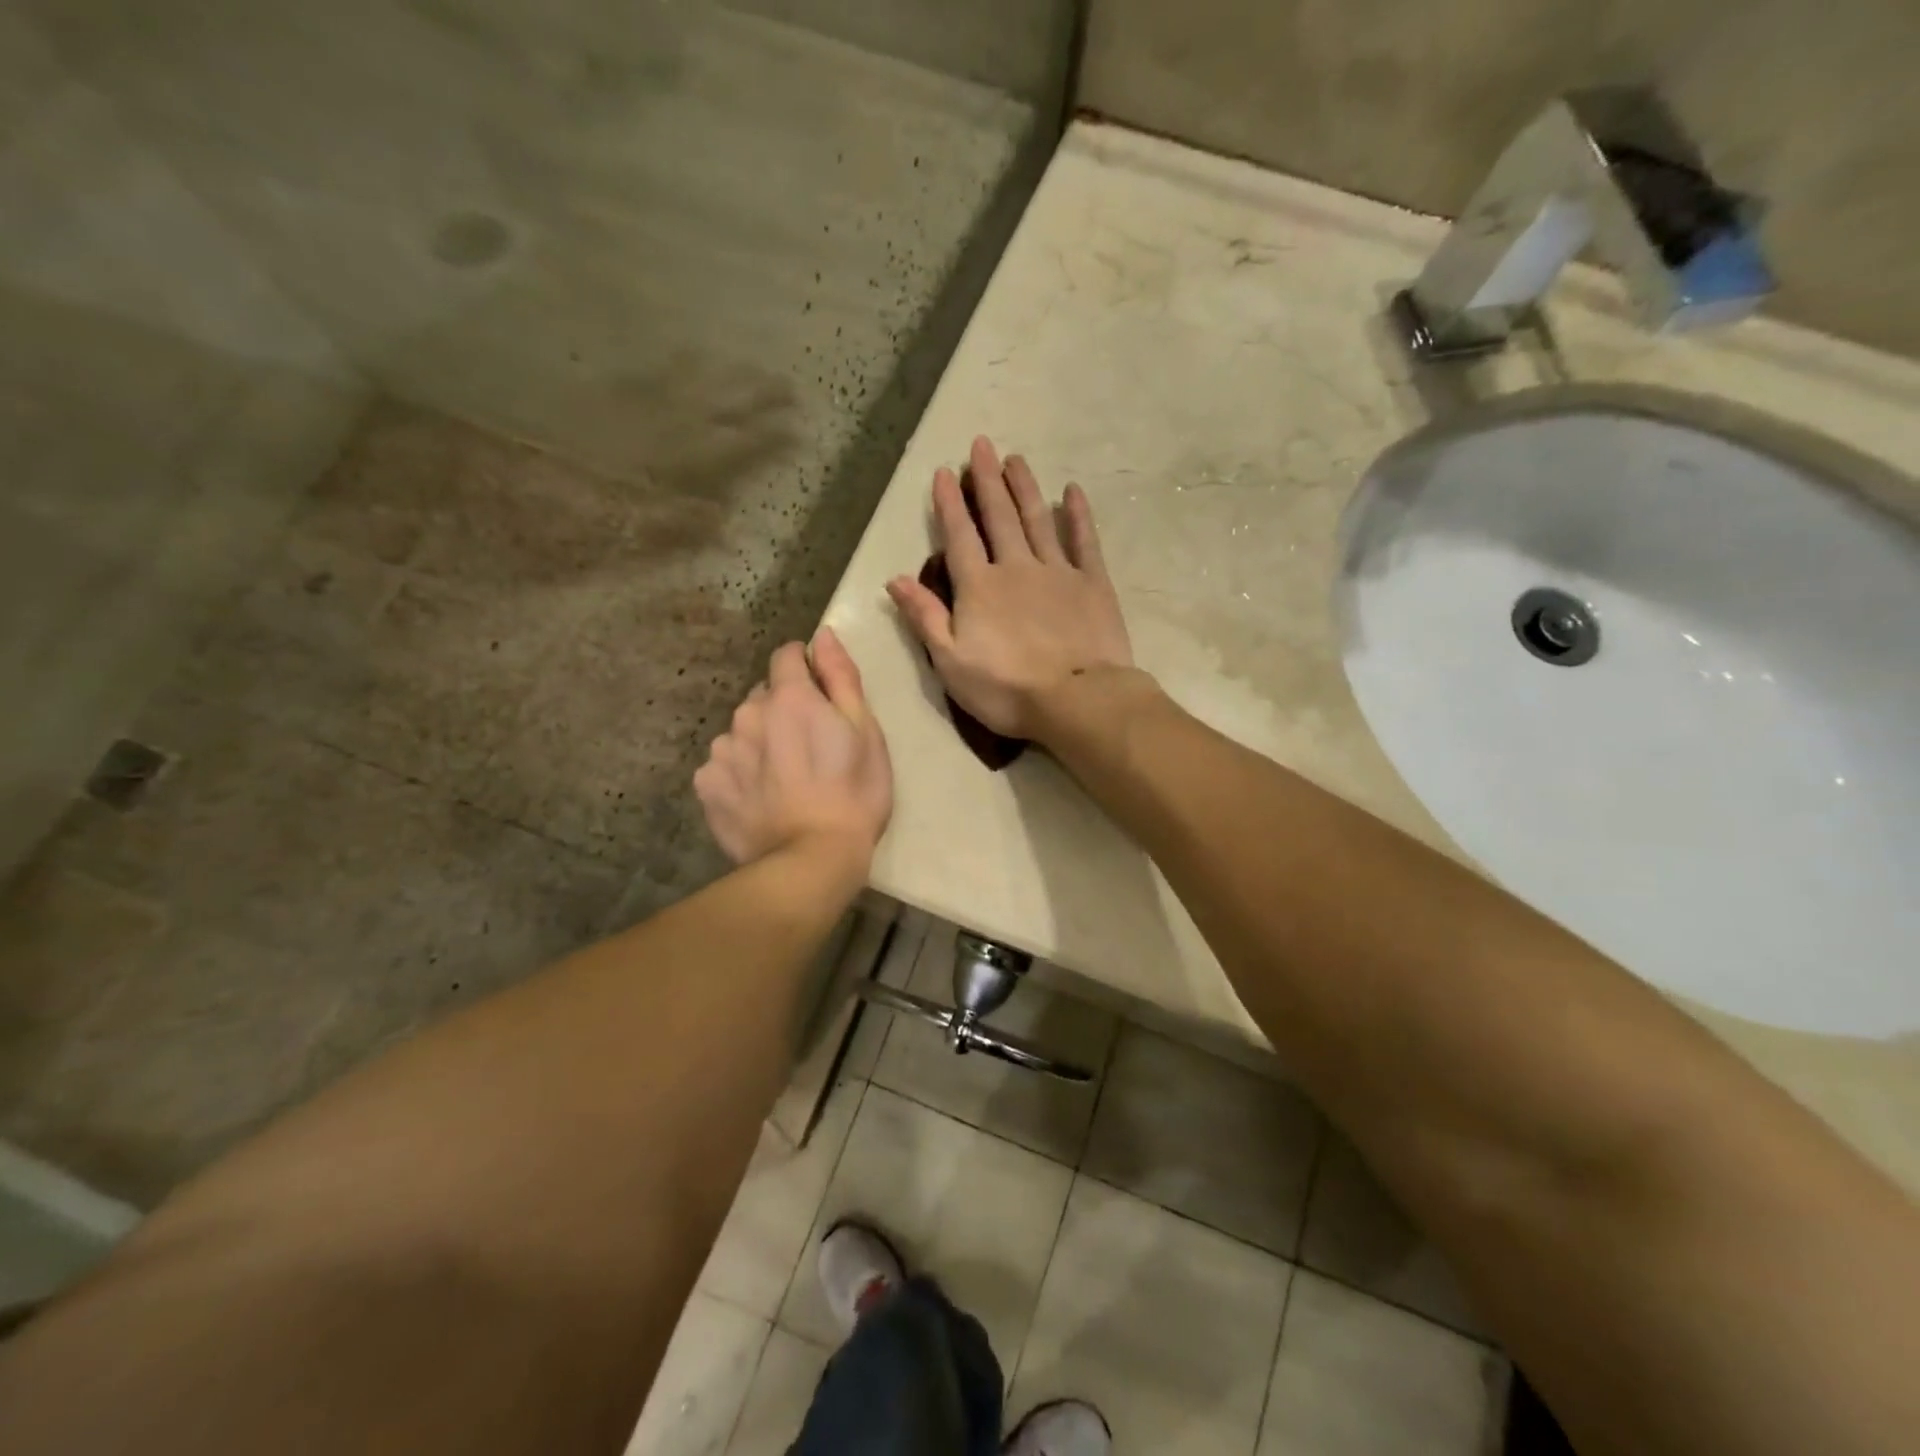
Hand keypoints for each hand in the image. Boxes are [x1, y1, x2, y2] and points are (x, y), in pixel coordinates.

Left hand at [694, 629, 892, 870]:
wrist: (811, 861)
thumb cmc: (853, 794)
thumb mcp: (865, 731)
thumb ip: (841, 676)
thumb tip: (822, 635)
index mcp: (789, 697)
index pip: (786, 655)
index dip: (805, 669)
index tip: (821, 696)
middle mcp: (747, 714)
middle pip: (763, 696)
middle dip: (783, 710)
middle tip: (809, 748)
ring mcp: (722, 751)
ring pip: (742, 731)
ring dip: (759, 742)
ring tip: (783, 779)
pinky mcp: (706, 786)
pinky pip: (723, 765)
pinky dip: (739, 773)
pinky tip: (760, 799)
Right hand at [887, 436, 1132, 739]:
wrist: (1077, 700)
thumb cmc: (1006, 689)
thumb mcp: (950, 662)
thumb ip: (925, 617)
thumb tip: (895, 579)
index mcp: (979, 587)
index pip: (960, 536)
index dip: (949, 504)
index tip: (943, 472)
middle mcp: (1016, 567)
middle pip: (999, 516)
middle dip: (988, 480)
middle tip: (983, 444)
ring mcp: (1058, 572)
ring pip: (1038, 519)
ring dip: (1025, 487)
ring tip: (1016, 458)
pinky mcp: (1093, 583)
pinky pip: (1083, 541)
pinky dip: (1077, 515)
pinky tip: (1072, 492)